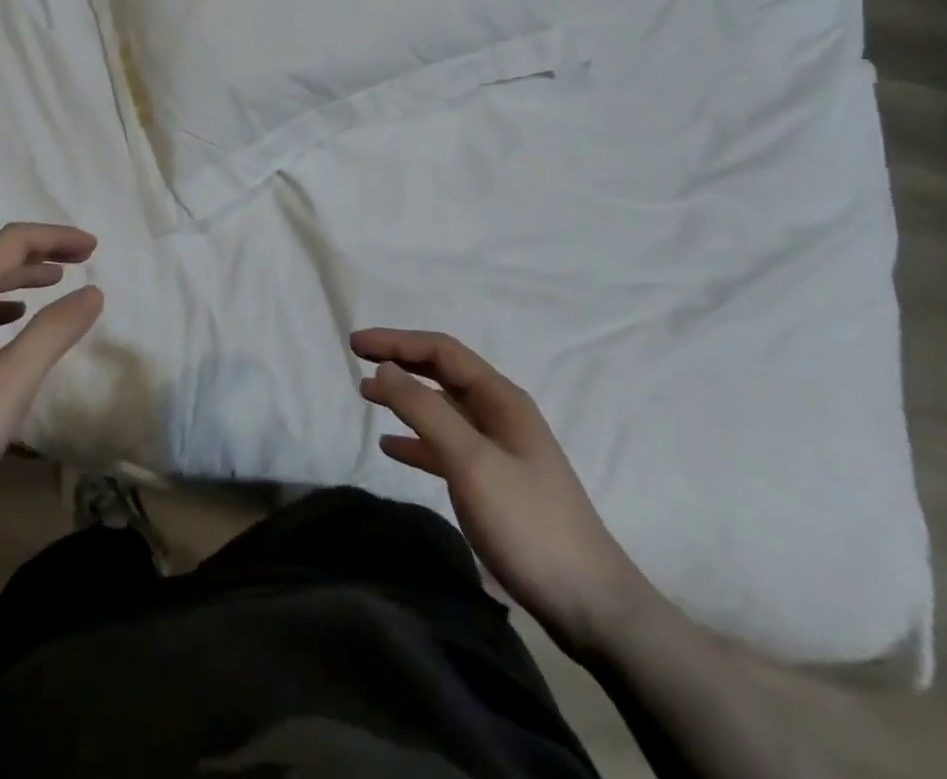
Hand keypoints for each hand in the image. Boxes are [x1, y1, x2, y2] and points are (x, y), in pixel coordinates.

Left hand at [0, 224, 103, 515]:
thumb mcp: (9, 383)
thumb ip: (53, 332)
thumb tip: (92, 292)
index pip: (12, 242)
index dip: (55, 237)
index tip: (92, 248)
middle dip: (40, 251)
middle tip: (81, 259)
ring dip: (20, 276)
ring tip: (55, 282)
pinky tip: (11, 322)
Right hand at [352, 328, 654, 659]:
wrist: (590, 605)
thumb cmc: (528, 523)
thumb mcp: (471, 461)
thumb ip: (425, 410)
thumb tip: (385, 368)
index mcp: (501, 399)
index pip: (442, 351)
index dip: (397, 341)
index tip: (355, 343)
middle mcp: (500, 415)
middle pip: (442, 374)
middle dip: (400, 362)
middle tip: (357, 358)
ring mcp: (498, 450)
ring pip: (442, 409)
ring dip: (404, 397)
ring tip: (366, 395)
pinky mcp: (494, 484)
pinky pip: (446, 447)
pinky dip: (416, 440)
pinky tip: (391, 447)